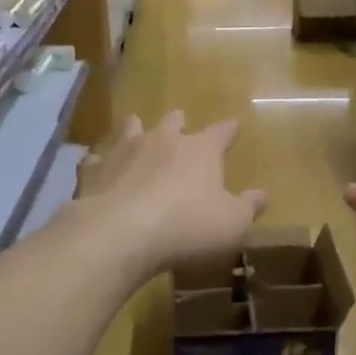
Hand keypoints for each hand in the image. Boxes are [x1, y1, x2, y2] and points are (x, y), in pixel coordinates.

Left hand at [75, 111, 264, 277]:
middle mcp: (163, 140)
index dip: (228, 130)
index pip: (220, 133)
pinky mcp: (94, 170)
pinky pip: (97, 159)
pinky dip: (101, 162)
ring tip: (138, 131)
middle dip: (179, 123)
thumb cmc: (187, 226)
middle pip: (173, 121)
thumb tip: (261, 195)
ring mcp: (125, 150)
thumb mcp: (232, 223)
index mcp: (200, 150)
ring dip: (137, 130)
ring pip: (132, 128)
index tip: (234, 125)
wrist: (120, 233)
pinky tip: (99, 168)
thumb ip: (248, 207)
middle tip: (180, 125)